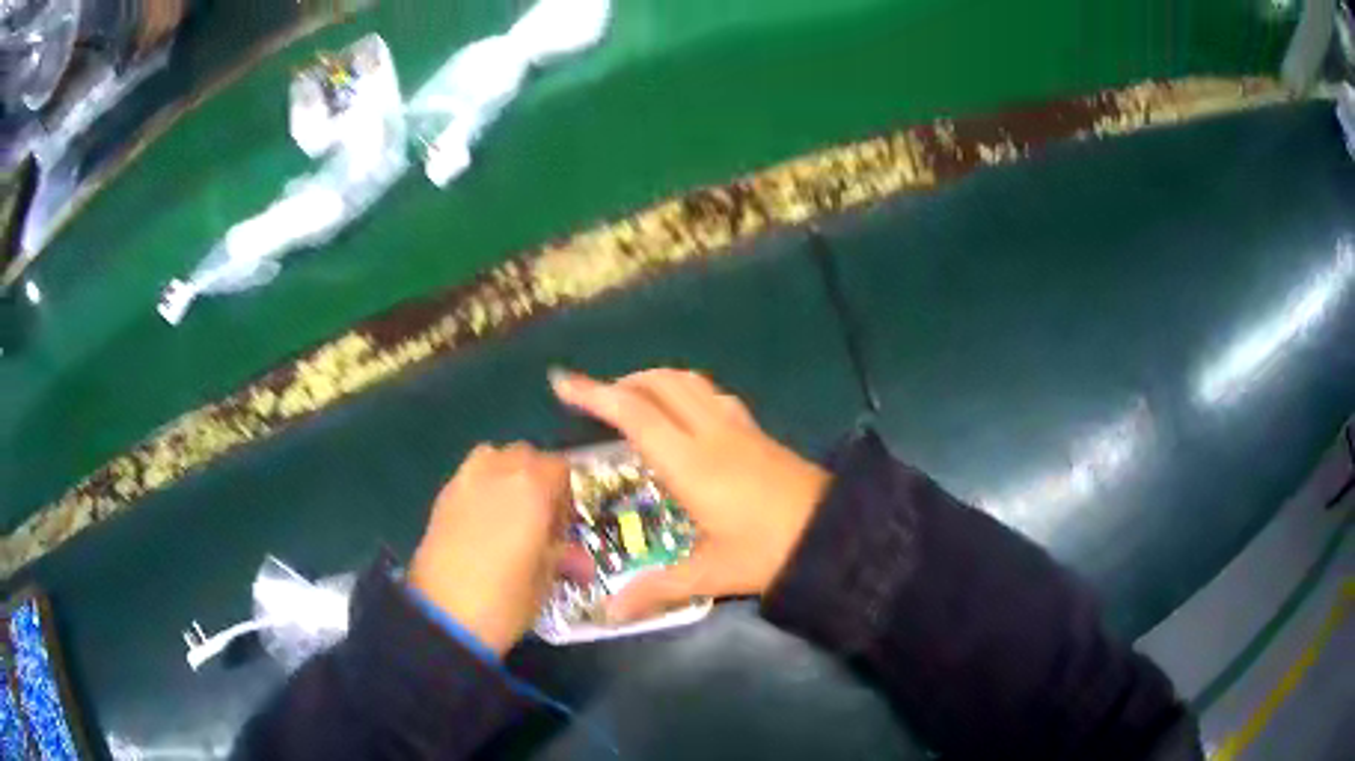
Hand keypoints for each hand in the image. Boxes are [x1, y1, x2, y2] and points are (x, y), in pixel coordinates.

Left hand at [410, 443, 585, 654]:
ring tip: (508, 514)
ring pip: (493, 457)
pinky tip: (481, 525)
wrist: (444, 615)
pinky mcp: (442, 497)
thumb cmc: (506, 598)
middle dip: (537, 479)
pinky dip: (481, 489)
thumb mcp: (545, 581)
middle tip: (540, 519)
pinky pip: (469, 477)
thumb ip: (563, 558)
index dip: (567, 495)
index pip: (561, 467)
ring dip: (506, 475)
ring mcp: (465, 481)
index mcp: (533, 487)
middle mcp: (499, 472)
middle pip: (526, 455)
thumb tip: (581, 563)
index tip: (564, 526)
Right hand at [550, 368, 830, 621]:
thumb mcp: (710, 573)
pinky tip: (684, 413)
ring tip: (633, 399)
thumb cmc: (768, 552)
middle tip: (595, 399)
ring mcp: (738, 427)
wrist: (836, 535)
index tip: (562, 382)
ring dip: (655, 380)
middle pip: (660, 384)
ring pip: (689, 383)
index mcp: (690, 462)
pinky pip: (712, 395)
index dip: (594, 393)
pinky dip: (685, 391)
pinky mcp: (758, 432)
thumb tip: (610, 613)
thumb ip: (657, 589)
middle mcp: (710, 432)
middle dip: (622, 382)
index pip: (634, 413)